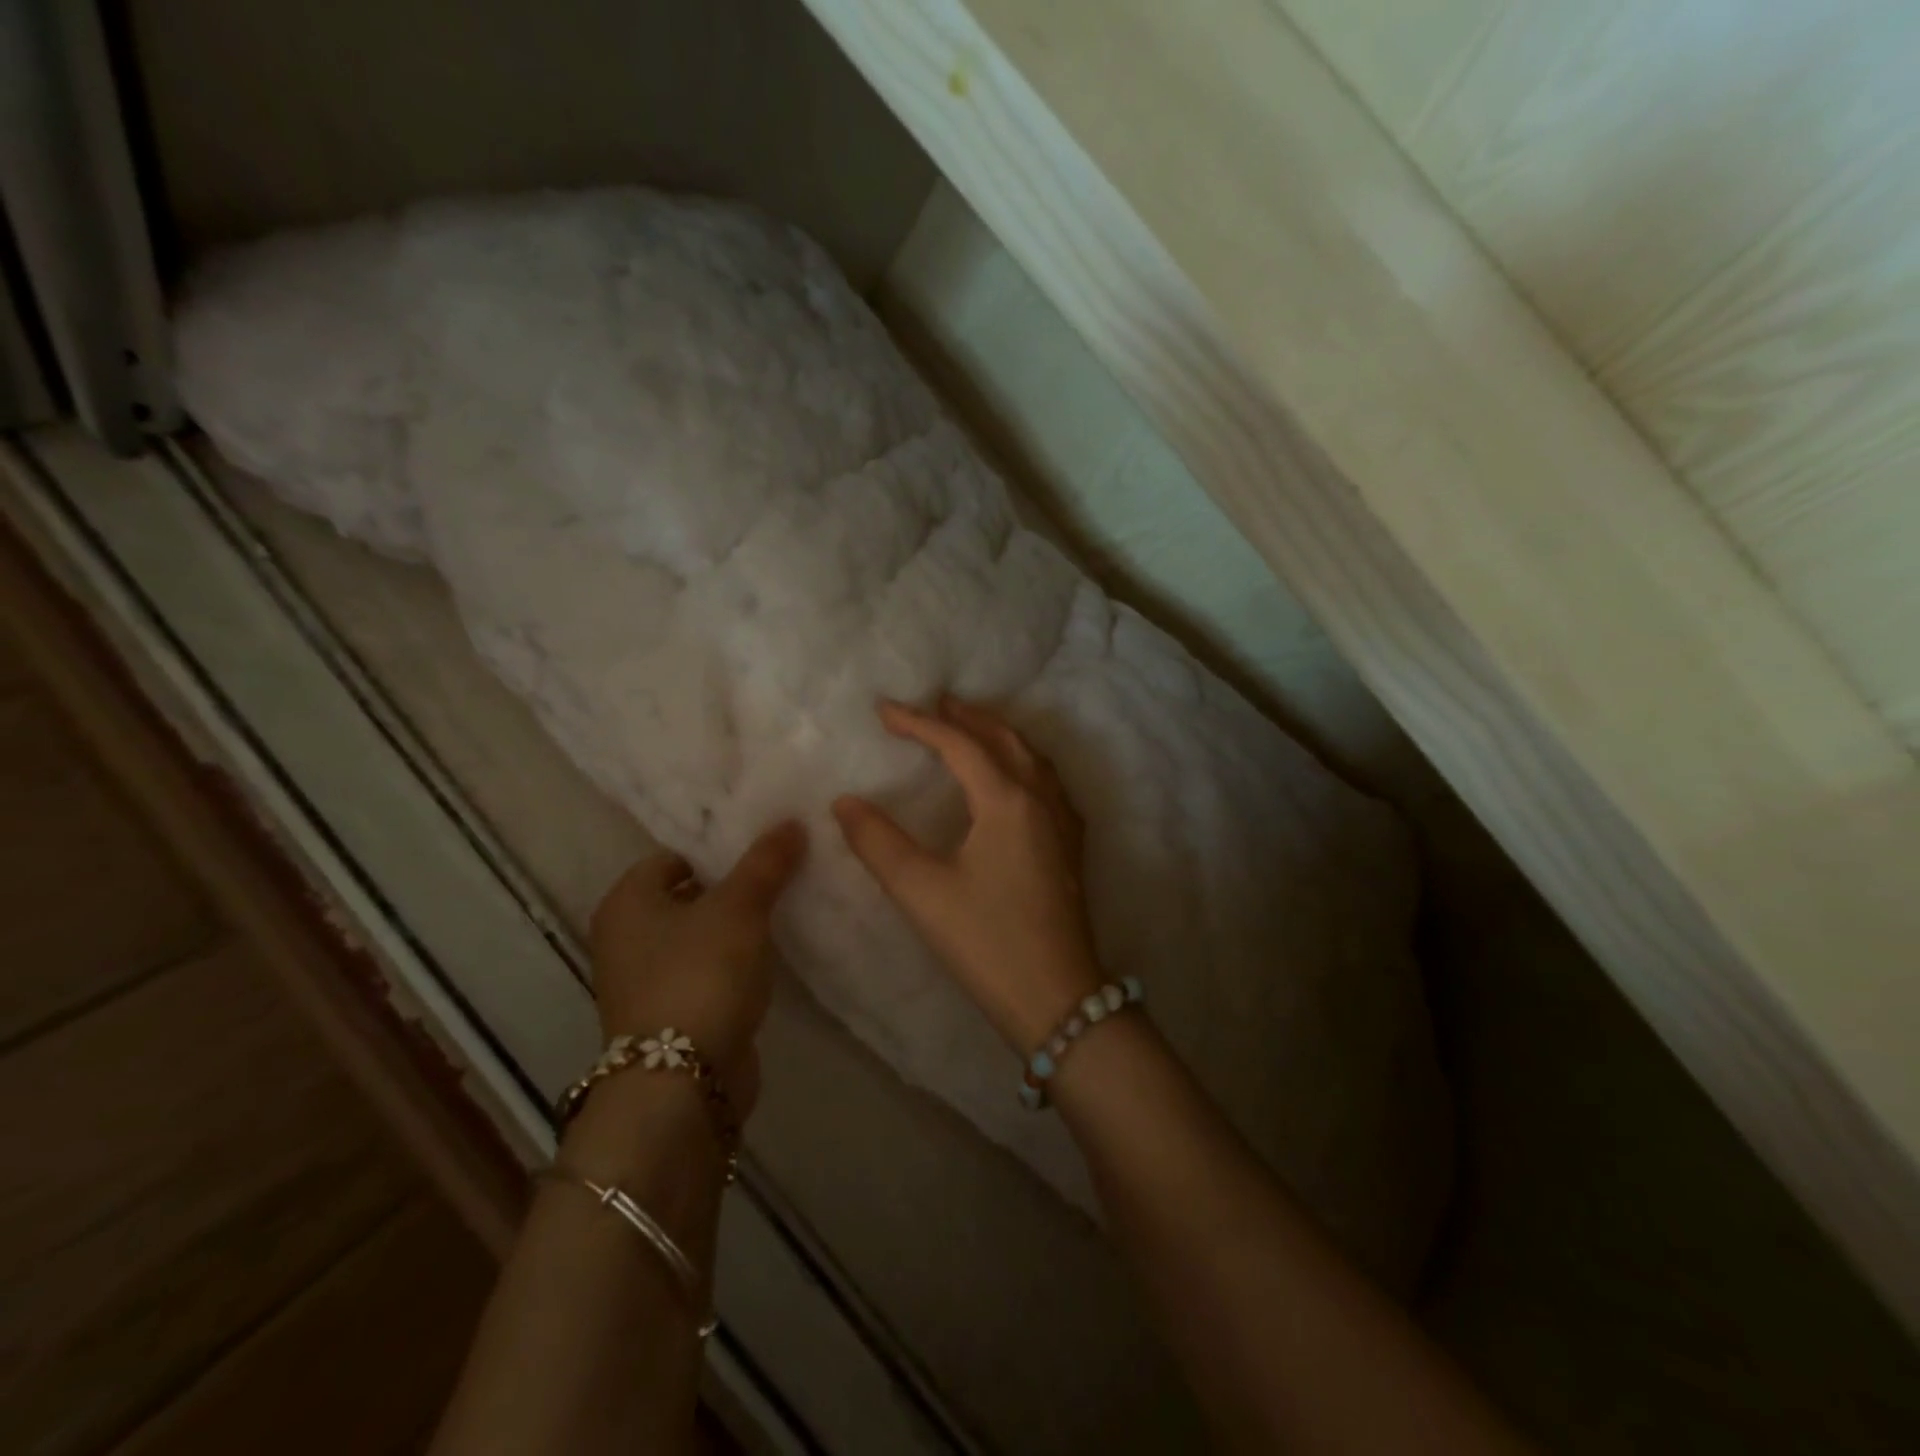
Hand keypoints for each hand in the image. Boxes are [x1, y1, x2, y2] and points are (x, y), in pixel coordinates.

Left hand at [587, 821, 806, 1117]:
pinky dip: (734, 963)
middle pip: (687, 895)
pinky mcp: (671, 1015)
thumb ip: (766, 862)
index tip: (763, 849)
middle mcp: (625, 938)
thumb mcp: (740, 907)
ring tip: (785, 908)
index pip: (673, 857)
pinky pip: (707, 971)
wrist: (684, 1082)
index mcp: (626, 902)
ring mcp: (645, 981)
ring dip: (736, 927)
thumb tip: (791, 820)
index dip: (717, 850)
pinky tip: (772, 956)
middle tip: (781, 874)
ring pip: (700, 936)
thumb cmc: (701, 975)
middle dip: (732, 887)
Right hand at [833, 697, 1103, 1050]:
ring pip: (1032, 758)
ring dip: (1000, 735)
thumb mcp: (921, 892)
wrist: (1058, 999)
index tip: (883, 709)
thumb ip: (878, 842)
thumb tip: (845, 802)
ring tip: (972, 727)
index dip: (919, 722)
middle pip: (1005, 740)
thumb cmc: (986, 942)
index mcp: (1007, 801)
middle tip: (936, 703)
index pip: (959, 745)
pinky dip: (1024, 762)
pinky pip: (1048, 782)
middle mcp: (1042, 800)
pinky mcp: (1071, 848)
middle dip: (968, 717)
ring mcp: (1064, 823)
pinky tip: (1016, 779)